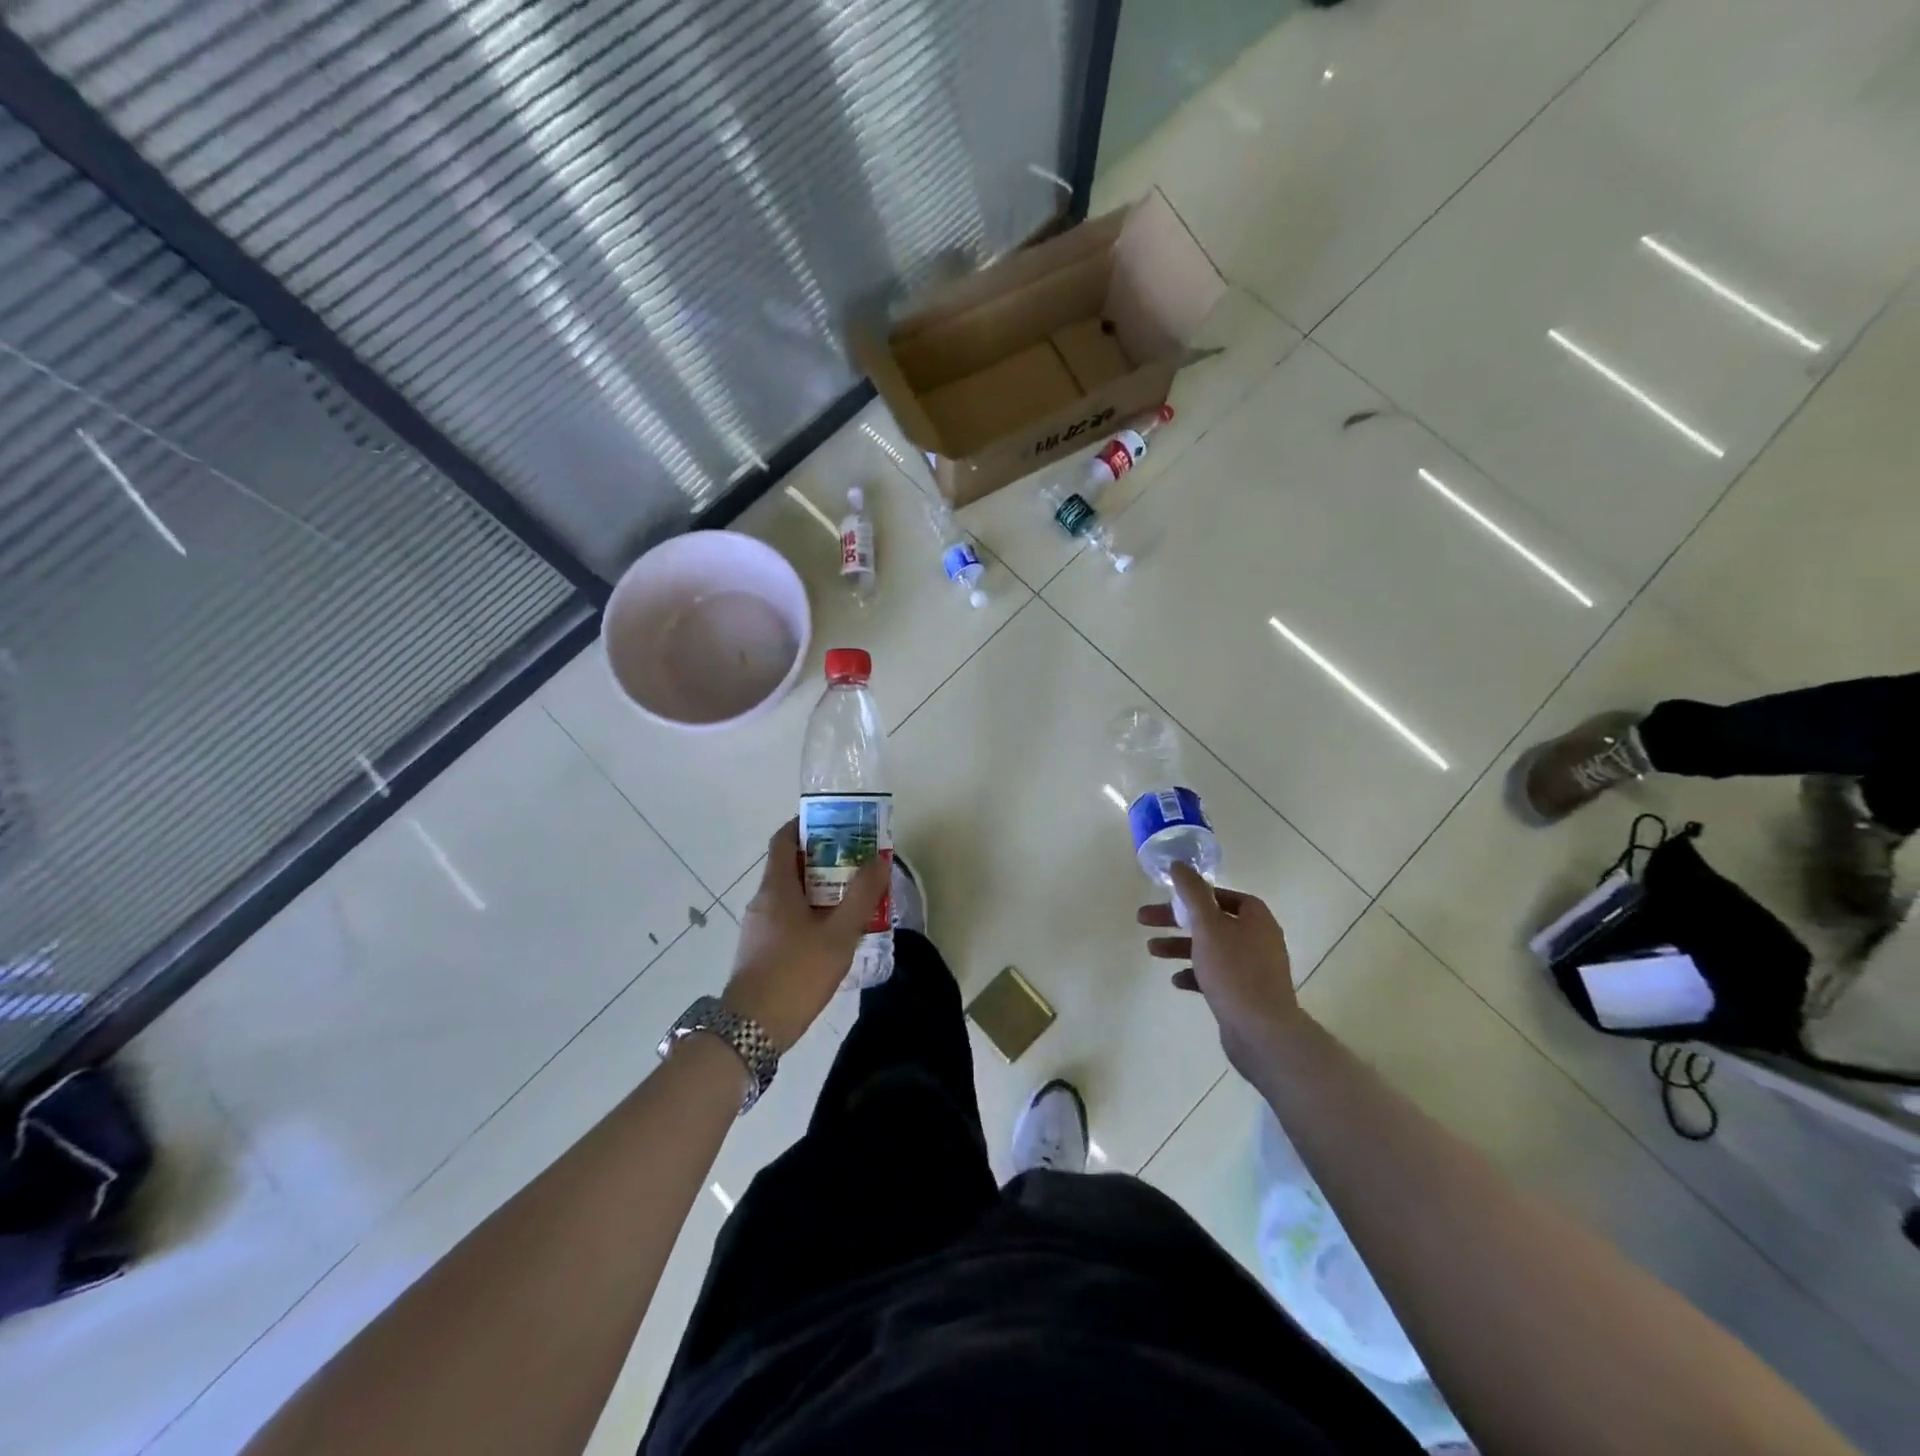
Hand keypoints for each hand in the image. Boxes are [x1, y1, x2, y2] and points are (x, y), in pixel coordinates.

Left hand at [724, 819, 889, 1052]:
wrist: (752, 1030)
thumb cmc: (796, 973)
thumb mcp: (839, 934)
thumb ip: (862, 896)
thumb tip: (880, 857)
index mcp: (776, 887)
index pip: (784, 839)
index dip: (807, 825)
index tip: (837, 825)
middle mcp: (762, 900)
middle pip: (791, 866)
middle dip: (824, 860)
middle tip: (858, 863)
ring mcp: (758, 927)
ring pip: (791, 895)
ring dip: (820, 890)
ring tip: (854, 898)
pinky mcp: (760, 950)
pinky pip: (787, 918)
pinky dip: (810, 914)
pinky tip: (834, 933)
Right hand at [1139, 863, 1304, 1078]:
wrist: (1262, 1032)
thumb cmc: (1234, 971)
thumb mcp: (1208, 925)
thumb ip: (1192, 893)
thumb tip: (1180, 864)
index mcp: (1256, 918)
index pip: (1224, 895)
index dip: (1196, 894)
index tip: (1171, 898)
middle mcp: (1258, 939)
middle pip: (1212, 921)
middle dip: (1177, 921)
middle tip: (1145, 921)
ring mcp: (1254, 969)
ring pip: (1210, 949)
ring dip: (1180, 946)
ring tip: (1152, 951)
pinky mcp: (1245, 994)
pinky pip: (1216, 976)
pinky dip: (1195, 974)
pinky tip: (1176, 981)